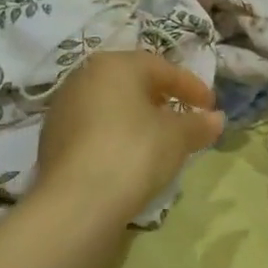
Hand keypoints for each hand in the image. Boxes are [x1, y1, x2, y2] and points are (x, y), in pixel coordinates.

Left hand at [34, 51, 225, 223]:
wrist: (76, 203)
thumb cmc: (134, 152)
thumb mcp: (176, 137)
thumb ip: (198, 124)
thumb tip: (216, 119)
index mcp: (115, 64)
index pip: (162, 68)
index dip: (191, 87)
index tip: (211, 107)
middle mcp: (84, 76)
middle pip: (132, 83)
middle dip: (161, 99)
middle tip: (184, 118)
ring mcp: (63, 107)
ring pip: (110, 105)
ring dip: (137, 118)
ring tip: (158, 141)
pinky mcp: (51, 139)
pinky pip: (93, 128)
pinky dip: (115, 136)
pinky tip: (128, 157)